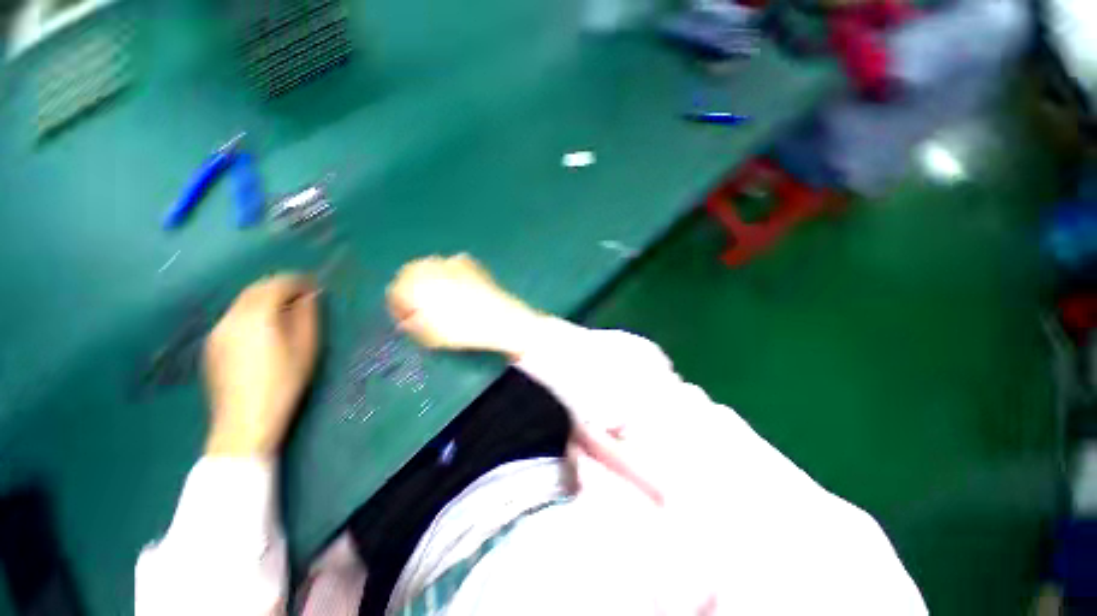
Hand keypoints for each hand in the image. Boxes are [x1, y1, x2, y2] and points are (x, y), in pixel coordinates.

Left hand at [203, 274, 320, 456]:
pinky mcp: (212, 346)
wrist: (244, 421)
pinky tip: (264, 330)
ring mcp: (217, 332)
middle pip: (255, 290)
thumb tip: (309, 296)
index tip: (314, 285)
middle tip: (302, 295)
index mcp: (256, 316)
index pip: (276, 285)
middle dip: (279, 287)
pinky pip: (234, 318)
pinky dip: (251, 313)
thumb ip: (307, 316)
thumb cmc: (283, 383)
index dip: (297, 281)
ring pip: (242, 303)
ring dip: (265, 300)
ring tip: (285, 311)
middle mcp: (231, 317)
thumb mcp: (306, 348)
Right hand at [386, 254, 540, 358]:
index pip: (394, 292)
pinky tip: (456, 288)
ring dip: (427, 281)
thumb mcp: (429, 335)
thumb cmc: (462, 329)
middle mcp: (428, 266)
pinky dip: (447, 275)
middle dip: (411, 291)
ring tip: (439, 299)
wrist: (500, 318)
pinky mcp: (468, 263)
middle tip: (420, 309)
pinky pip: (449, 266)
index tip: (407, 321)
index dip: (398, 308)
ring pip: (428, 268)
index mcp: (414, 284)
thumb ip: (411, 326)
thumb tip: (407, 320)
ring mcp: (449, 261)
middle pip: (408, 275)